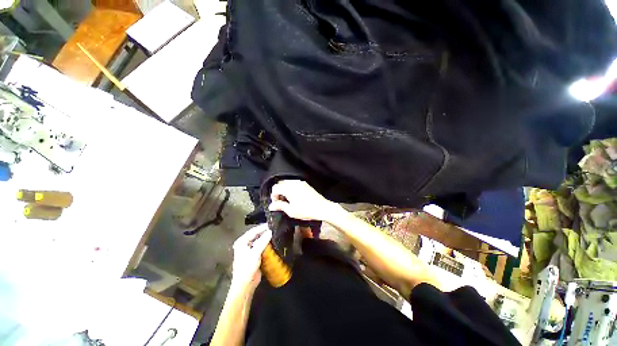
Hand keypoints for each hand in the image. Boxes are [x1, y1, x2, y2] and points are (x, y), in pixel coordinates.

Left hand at [231, 224, 271, 291]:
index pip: (253, 231)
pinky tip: (274, 242)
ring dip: (266, 238)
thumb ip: (262, 241)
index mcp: (242, 242)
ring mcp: (250, 250)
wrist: (246, 284)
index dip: (262, 227)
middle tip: (274, 228)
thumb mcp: (255, 253)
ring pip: (260, 240)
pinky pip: (262, 246)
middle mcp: (245, 244)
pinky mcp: (255, 255)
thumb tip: (270, 231)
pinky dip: (267, 244)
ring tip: (275, 234)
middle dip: (265, 232)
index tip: (271, 224)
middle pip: (256, 235)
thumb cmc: (247, 267)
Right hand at [268, 180, 343, 221]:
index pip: (275, 188)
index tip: (276, 204)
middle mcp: (294, 183)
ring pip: (287, 183)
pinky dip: (291, 188)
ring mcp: (300, 182)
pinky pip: (294, 184)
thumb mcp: (291, 211)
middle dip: (278, 192)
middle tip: (281, 202)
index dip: (273, 196)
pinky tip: (294, 197)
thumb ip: (280, 206)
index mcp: (289, 188)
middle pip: (281, 184)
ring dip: (284, 190)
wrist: (322, 207)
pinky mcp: (305, 184)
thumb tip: (271, 206)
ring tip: (288, 200)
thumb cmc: (306, 210)